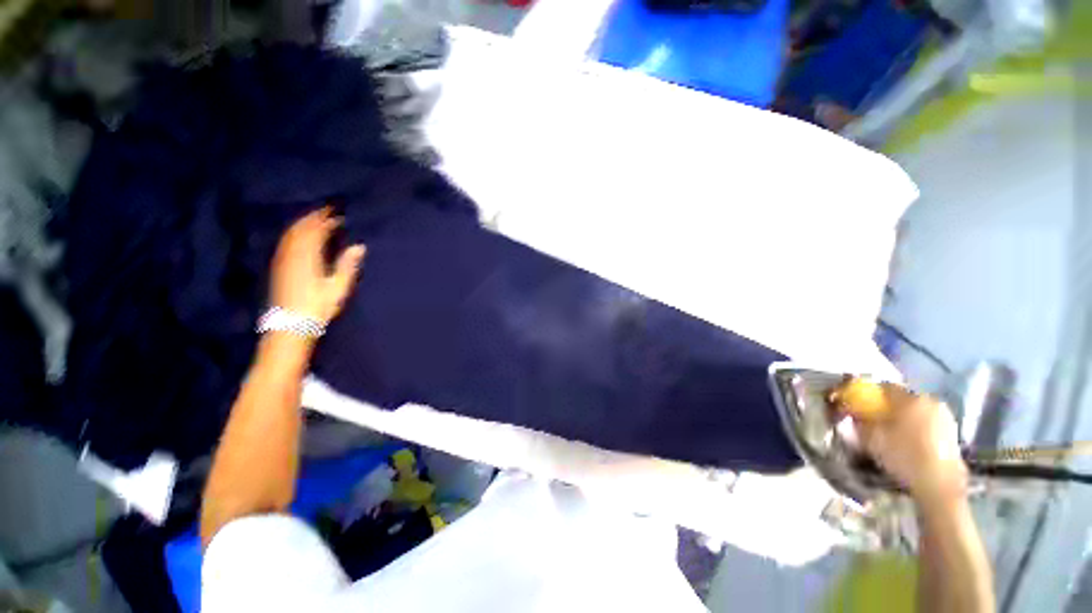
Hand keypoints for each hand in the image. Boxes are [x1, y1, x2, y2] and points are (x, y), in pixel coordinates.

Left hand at [270, 207, 365, 325]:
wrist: (292, 323)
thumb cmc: (319, 305)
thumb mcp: (338, 286)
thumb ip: (347, 264)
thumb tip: (359, 246)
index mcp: (308, 257)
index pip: (316, 231)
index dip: (326, 220)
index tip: (338, 214)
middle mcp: (293, 254)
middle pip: (301, 229)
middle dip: (314, 218)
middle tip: (326, 211)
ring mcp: (283, 259)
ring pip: (291, 234)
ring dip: (303, 224)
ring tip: (315, 219)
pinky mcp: (279, 266)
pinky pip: (286, 242)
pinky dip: (294, 234)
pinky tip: (300, 236)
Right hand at [843, 383, 967, 506]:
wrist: (939, 484)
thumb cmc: (903, 455)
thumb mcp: (871, 438)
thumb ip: (859, 421)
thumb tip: (851, 412)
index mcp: (910, 398)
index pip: (884, 386)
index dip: (869, 394)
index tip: (860, 404)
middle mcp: (929, 400)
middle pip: (903, 398)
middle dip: (888, 406)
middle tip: (875, 420)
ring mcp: (944, 416)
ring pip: (916, 410)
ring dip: (904, 417)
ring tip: (892, 432)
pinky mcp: (952, 432)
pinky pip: (927, 422)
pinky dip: (916, 427)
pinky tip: (909, 441)